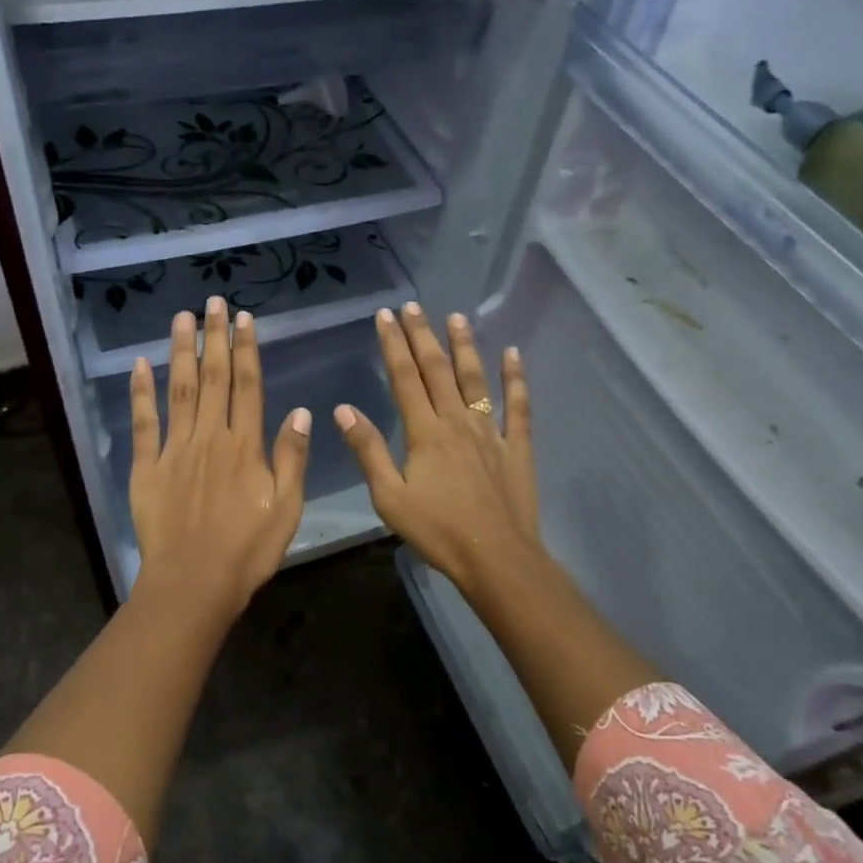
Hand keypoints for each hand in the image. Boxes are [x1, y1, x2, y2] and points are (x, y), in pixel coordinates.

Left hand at [128, 297, 309, 618]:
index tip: (244, 319)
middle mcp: (209, 437)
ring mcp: (174, 450)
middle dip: (215, 337)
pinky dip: (140, 393)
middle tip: (213, 301)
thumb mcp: (287, 509)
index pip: (247, 386)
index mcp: (244, 446)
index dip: (246, 349)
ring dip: (181, 352)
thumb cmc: (247, 550)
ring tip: (182, 318)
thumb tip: (301, 412)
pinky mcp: (146, 468)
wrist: (193, 584)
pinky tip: (139, 365)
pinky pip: (143, 424)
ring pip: (178, 391)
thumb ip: (291, 458)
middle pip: (213, 378)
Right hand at [334, 302, 541, 595]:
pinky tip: (513, 354)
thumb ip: (368, 450)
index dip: (393, 345)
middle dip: (422, 335)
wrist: (495, 557)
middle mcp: (457, 421)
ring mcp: (490, 432)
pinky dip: (516, 378)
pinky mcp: (517, 447)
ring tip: (456, 317)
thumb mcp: (389, 497)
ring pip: (476, 379)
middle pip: (437, 370)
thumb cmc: (437, 531)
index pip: (404, 378)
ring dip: (465, 346)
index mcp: (424, 432)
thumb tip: (344, 409)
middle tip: (413, 306)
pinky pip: (517, 406)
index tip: (385, 316)